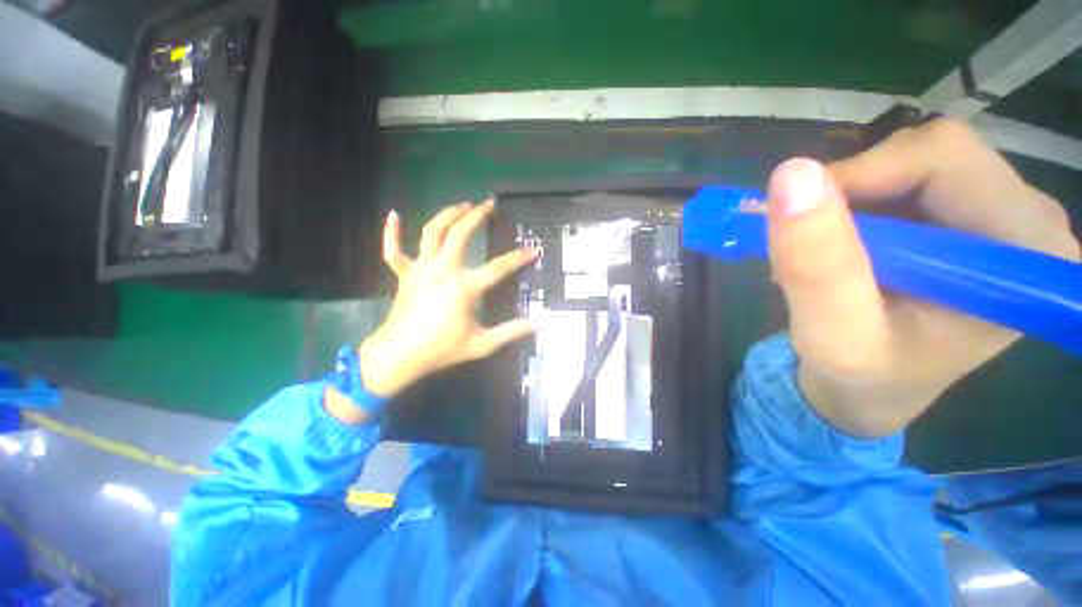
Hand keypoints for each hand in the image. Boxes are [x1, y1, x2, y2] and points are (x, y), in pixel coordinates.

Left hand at [359, 199, 539, 397]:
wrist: (399, 356)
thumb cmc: (443, 349)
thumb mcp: (482, 344)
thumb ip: (513, 331)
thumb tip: (543, 324)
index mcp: (463, 287)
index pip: (498, 267)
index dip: (519, 258)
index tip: (534, 251)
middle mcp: (442, 270)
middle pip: (459, 234)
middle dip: (476, 216)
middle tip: (489, 205)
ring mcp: (420, 269)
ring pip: (432, 232)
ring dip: (447, 215)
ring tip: (463, 204)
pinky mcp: (404, 274)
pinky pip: (393, 249)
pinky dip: (391, 231)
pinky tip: (394, 214)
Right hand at [766, 120, 1079, 436]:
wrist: (874, 391)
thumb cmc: (862, 377)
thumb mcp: (833, 336)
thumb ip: (816, 265)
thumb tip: (791, 175)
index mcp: (1029, 254)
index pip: (944, 158)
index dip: (860, 176)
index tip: (797, 220)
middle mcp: (1032, 224)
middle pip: (934, 153)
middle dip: (853, 192)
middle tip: (807, 244)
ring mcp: (1006, 216)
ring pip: (914, 162)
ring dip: (850, 202)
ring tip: (822, 256)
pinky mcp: (975, 217)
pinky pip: (909, 179)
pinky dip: (858, 206)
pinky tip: (843, 248)